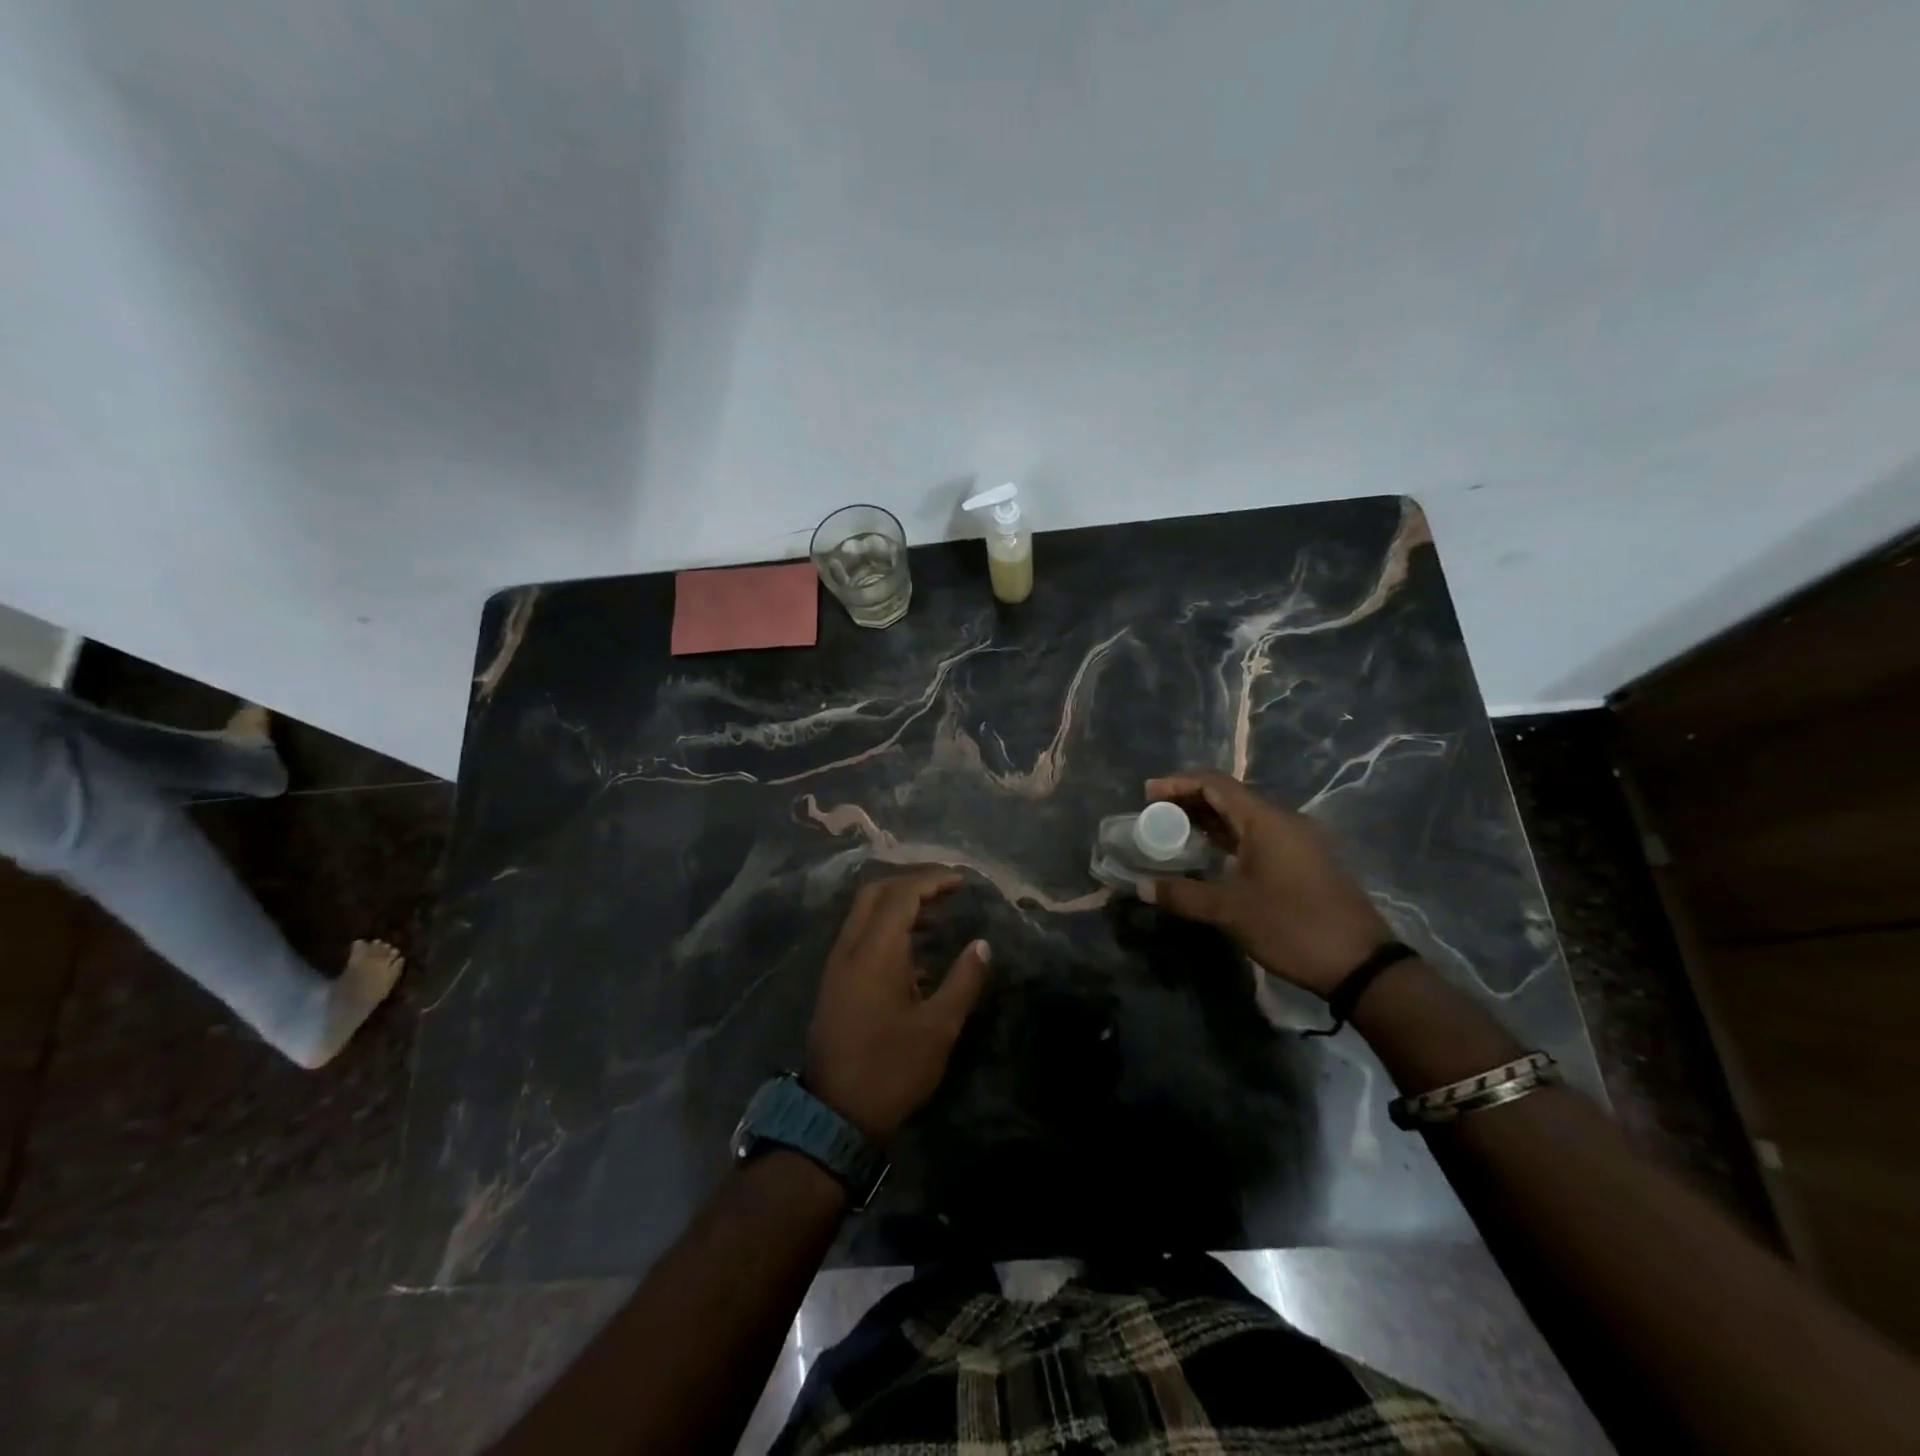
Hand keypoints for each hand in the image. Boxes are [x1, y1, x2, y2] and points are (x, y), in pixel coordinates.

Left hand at [806, 871, 990, 1143]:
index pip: (901, 895)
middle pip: (875, 893)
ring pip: (863, 914)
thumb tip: (982, 945)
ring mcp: (837, 965)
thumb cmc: (892, 1068)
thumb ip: (963, 980)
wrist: (836, 1114)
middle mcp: (850, 948)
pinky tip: (913, 955)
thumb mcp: (939, 1027)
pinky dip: (885, 928)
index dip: (932, 881)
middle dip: (911, 883)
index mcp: (875, 952)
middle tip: (945, 889)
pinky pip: (859, 937)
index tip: (961, 882)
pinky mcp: (834, 983)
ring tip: (935, 917)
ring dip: (897, 905)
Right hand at [1140, 769, 1391, 998]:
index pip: (1214, 784)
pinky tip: (1210, 856)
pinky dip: (1229, 838)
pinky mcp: (1304, 861)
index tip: (1147, 794)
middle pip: (1229, 796)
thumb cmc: (1292, 927)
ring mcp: (1297, 840)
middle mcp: (1283, 820)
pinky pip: (1258, 835)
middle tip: (1155, 815)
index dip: (1178, 783)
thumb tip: (1142, 887)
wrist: (1362, 964)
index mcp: (1265, 820)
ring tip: (1174, 833)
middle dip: (1189, 801)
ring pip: (1244, 817)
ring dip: (1209, 821)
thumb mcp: (1231, 911)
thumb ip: (1183, 894)